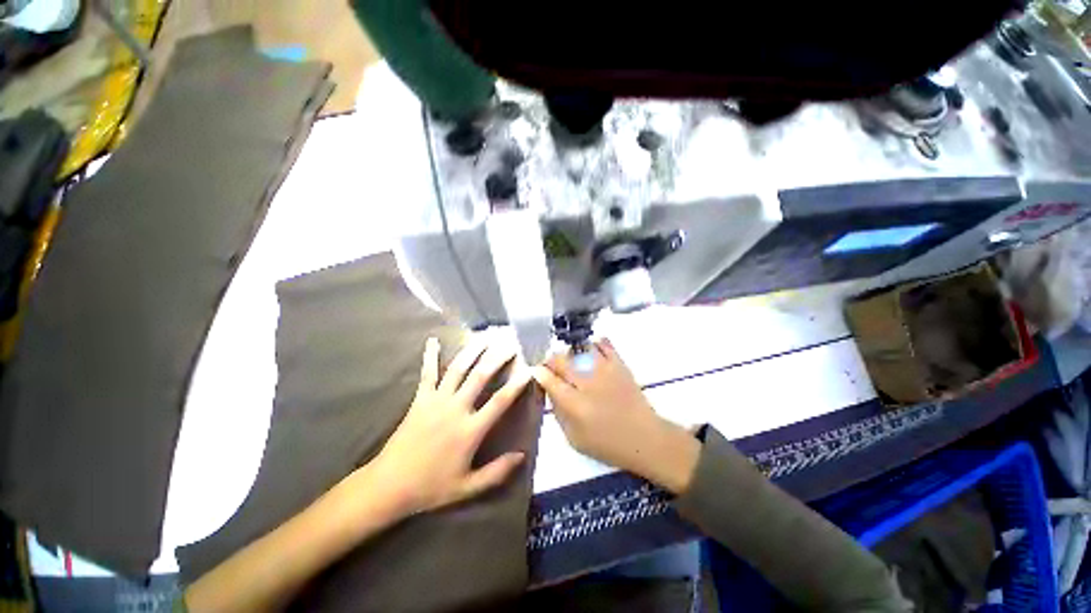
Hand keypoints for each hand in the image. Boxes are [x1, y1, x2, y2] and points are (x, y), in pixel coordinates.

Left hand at [370, 337, 531, 516]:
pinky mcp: (420, 399)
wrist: (388, 486)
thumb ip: (496, 472)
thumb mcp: (467, 487)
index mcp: (470, 430)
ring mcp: (436, 401)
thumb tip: (522, 456)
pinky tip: (433, 340)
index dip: (517, 384)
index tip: (529, 369)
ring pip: (457, 369)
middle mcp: (455, 409)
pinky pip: (427, 373)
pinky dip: (430, 356)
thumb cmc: (431, 487)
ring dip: (472, 351)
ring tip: (485, 337)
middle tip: (510, 345)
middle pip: (480, 377)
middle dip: (497, 358)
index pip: (500, 401)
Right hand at [533, 339, 699, 493]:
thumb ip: (559, 414)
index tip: (537, 371)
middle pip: (561, 361)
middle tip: (552, 367)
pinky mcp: (619, 365)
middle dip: (551, 361)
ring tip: (571, 360)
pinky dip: (595, 344)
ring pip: (579, 349)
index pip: (549, 380)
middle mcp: (587, 383)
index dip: (539, 373)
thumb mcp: (575, 439)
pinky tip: (591, 350)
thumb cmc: (608, 444)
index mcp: (574, 404)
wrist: (644, 438)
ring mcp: (604, 371)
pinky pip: (604, 344)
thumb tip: (550, 392)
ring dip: (571, 353)